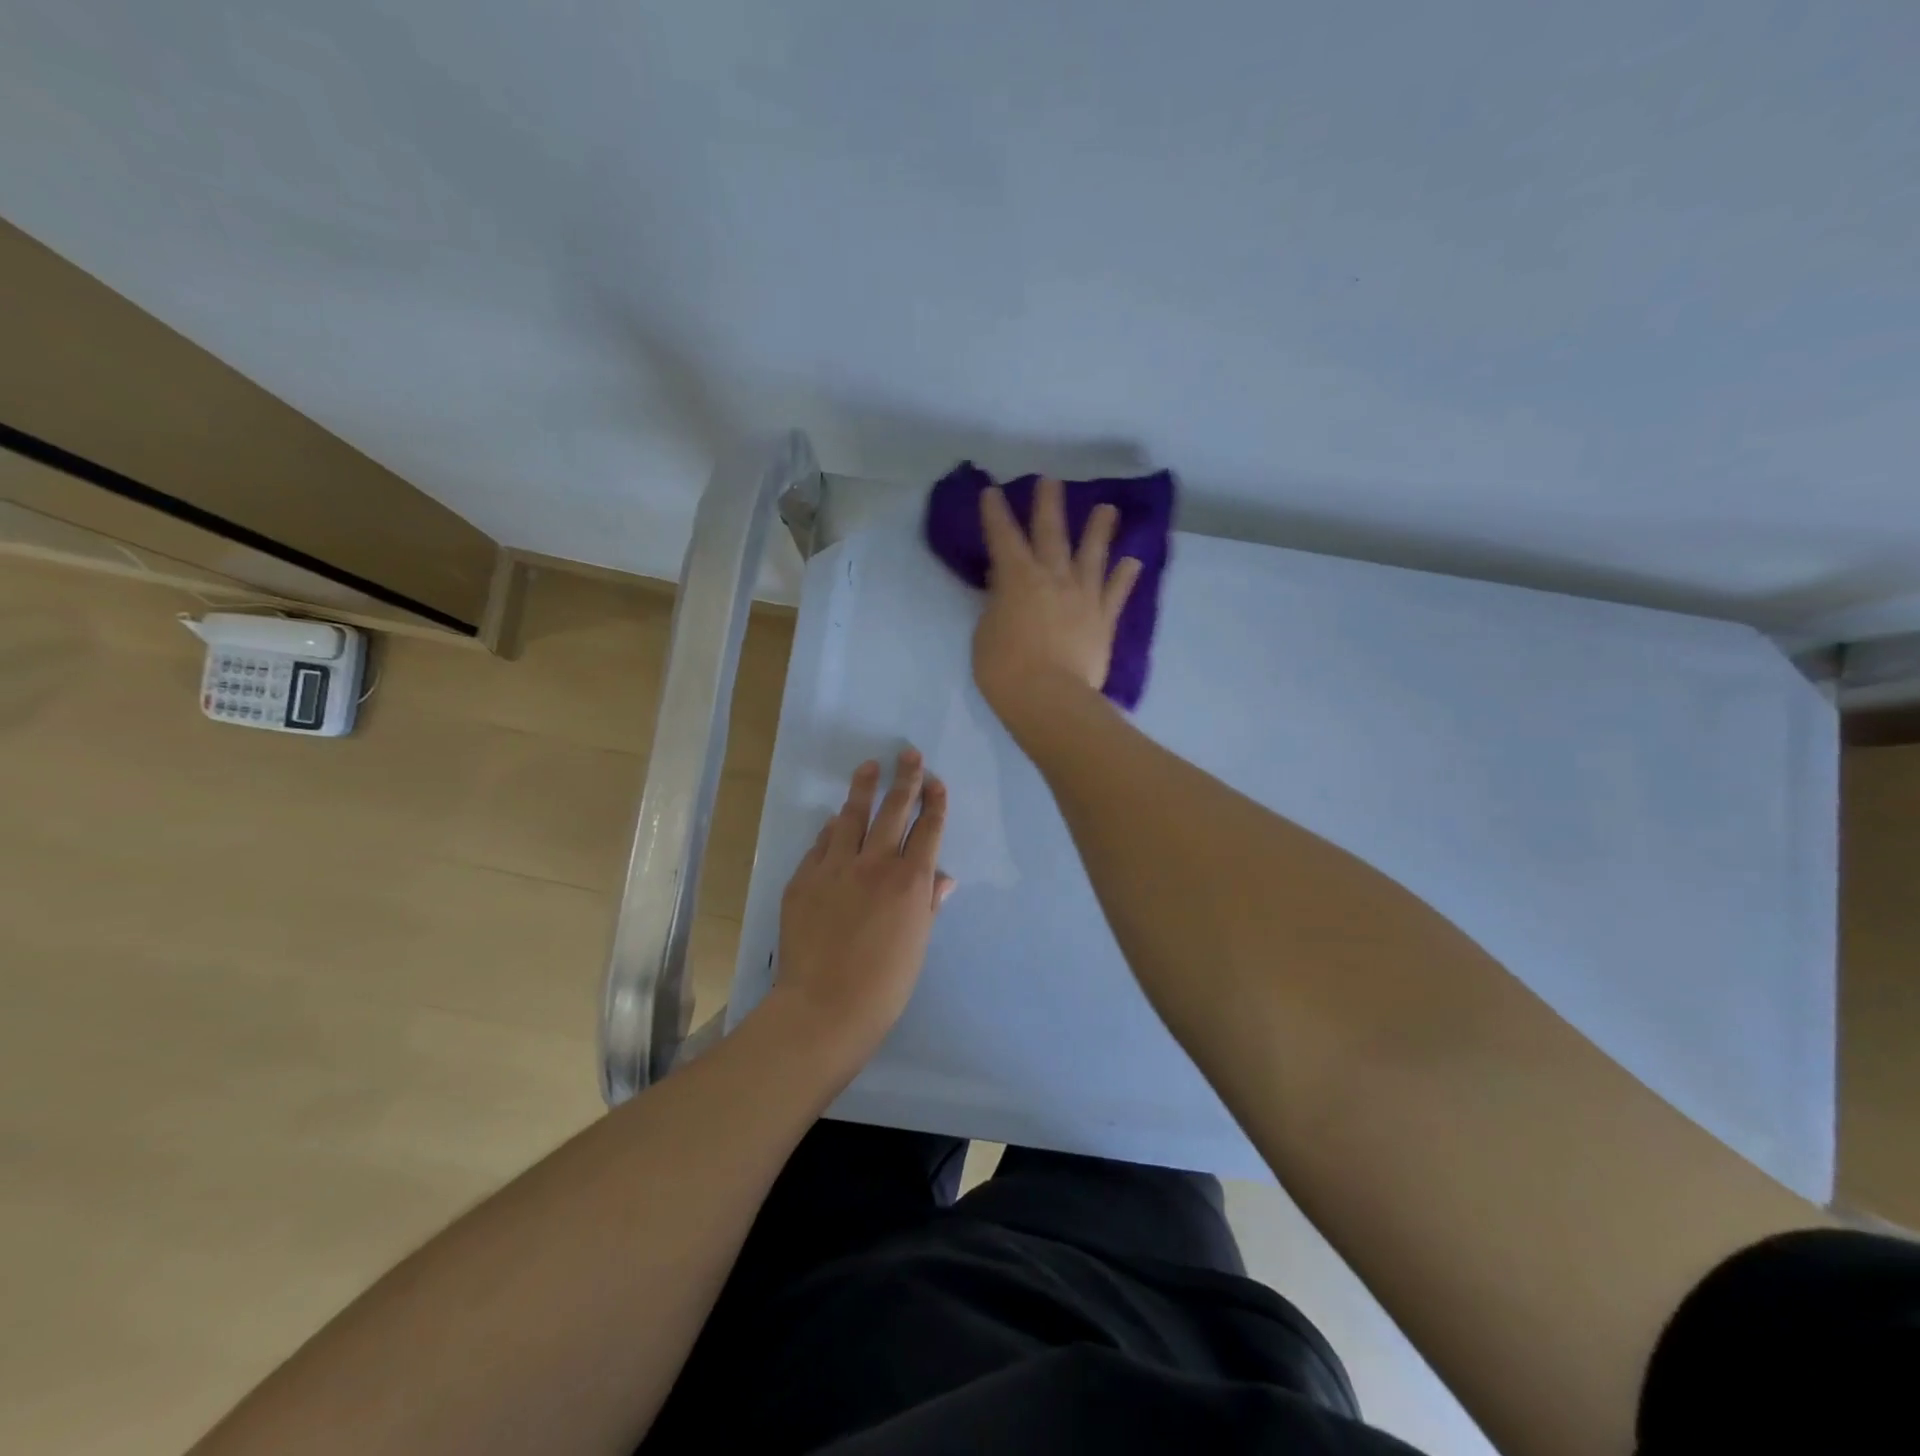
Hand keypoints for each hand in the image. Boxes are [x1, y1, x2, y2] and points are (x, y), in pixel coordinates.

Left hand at [773, 750, 952, 1062]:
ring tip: (869, 767)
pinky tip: (834, 819)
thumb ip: (928, 903)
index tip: (936, 782)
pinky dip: (831, 830)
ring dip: (863, 789)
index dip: (934, 803)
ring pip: (852, 817)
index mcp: (910, 881)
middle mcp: (875, 864)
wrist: (824, 1007)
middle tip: (909, 754)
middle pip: (894, 810)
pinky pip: (821, 844)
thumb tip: (942, 877)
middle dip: (905, 778)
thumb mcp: (917, 944)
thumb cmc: (884, 984)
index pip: (927, 829)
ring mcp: (835, 868)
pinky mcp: (804, 879)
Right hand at [972, 476, 1141, 731]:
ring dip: (1099, 529)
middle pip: (1051, 533)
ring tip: (1108, 508)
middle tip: (1051, 480)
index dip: (995, 513)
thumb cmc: (1004, 669)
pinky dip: (1125, 576)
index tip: (992, 491)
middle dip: (1048, 504)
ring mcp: (1083, 596)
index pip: (1003, 537)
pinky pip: (1116, 592)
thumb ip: (996, 604)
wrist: (1049, 698)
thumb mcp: (985, 633)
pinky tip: (1133, 561)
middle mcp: (1053, 577)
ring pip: (1093, 555)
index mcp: (1017, 579)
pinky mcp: (1103, 620)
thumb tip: (1003, 584)